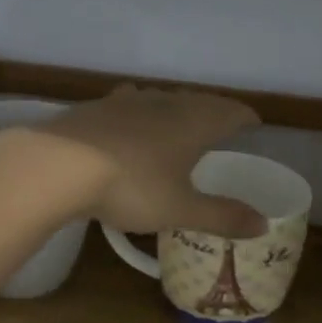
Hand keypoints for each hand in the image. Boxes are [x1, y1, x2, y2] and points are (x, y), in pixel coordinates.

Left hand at [29, 85, 267, 238]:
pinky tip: (128, 124)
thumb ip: (222, 216)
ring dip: (174, 107)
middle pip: (196, 100)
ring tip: (177, 121)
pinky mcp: (95, 108)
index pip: (229, 111)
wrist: (58, 164)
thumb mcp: (180, 209)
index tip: (253, 124)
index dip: (244, 117)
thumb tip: (263, 223)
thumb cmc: (131, 186)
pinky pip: (128, 105)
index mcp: (192, 122)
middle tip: (220, 123)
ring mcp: (125, 101)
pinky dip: (138, 113)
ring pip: (160, 98)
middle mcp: (163, 103)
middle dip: (212, 111)